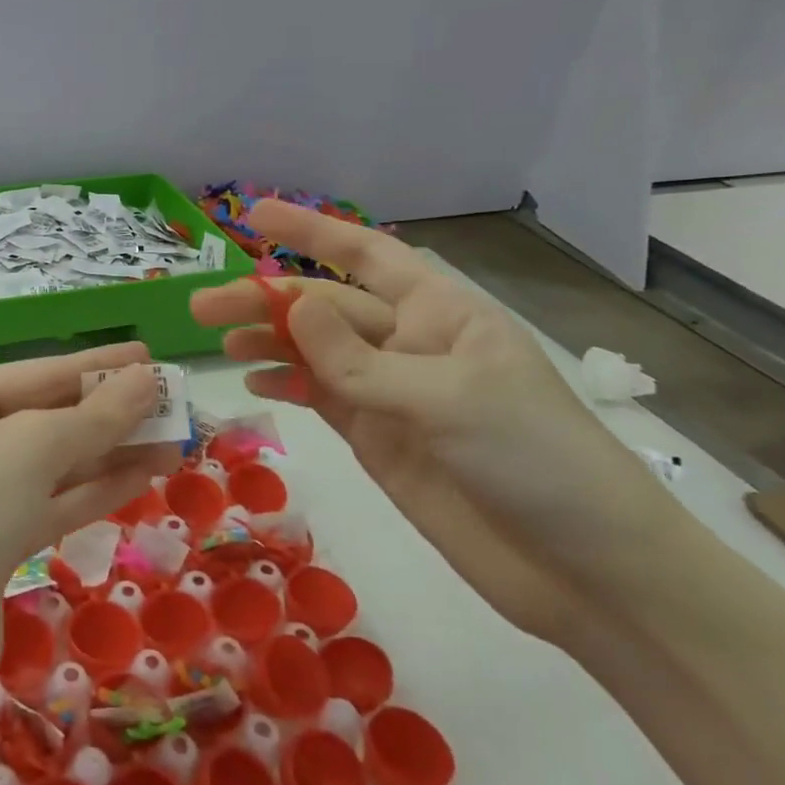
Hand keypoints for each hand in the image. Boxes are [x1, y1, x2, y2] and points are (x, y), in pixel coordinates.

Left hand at [0, 343, 178, 692]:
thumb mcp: (34, 446)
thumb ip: (96, 415)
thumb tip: (146, 381)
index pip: (38, 373)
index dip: (97, 365)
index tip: (149, 357)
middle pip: (48, 418)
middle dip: (110, 412)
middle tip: (173, 403)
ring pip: (57, 465)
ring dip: (113, 452)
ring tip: (173, 441)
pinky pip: (54, 504)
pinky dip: (97, 490)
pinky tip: (143, 475)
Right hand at [191, 202, 666, 641]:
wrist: (583, 569)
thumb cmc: (533, 459)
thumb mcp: (445, 398)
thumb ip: (359, 358)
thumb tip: (292, 304)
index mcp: (441, 312)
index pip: (366, 256)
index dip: (309, 232)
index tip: (253, 215)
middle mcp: (410, 343)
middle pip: (325, 308)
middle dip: (265, 300)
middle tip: (201, 306)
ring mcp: (390, 393)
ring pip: (314, 352)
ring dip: (267, 342)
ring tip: (217, 341)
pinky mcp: (377, 438)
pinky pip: (320, 397)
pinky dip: (286, 385)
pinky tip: (253, 381)